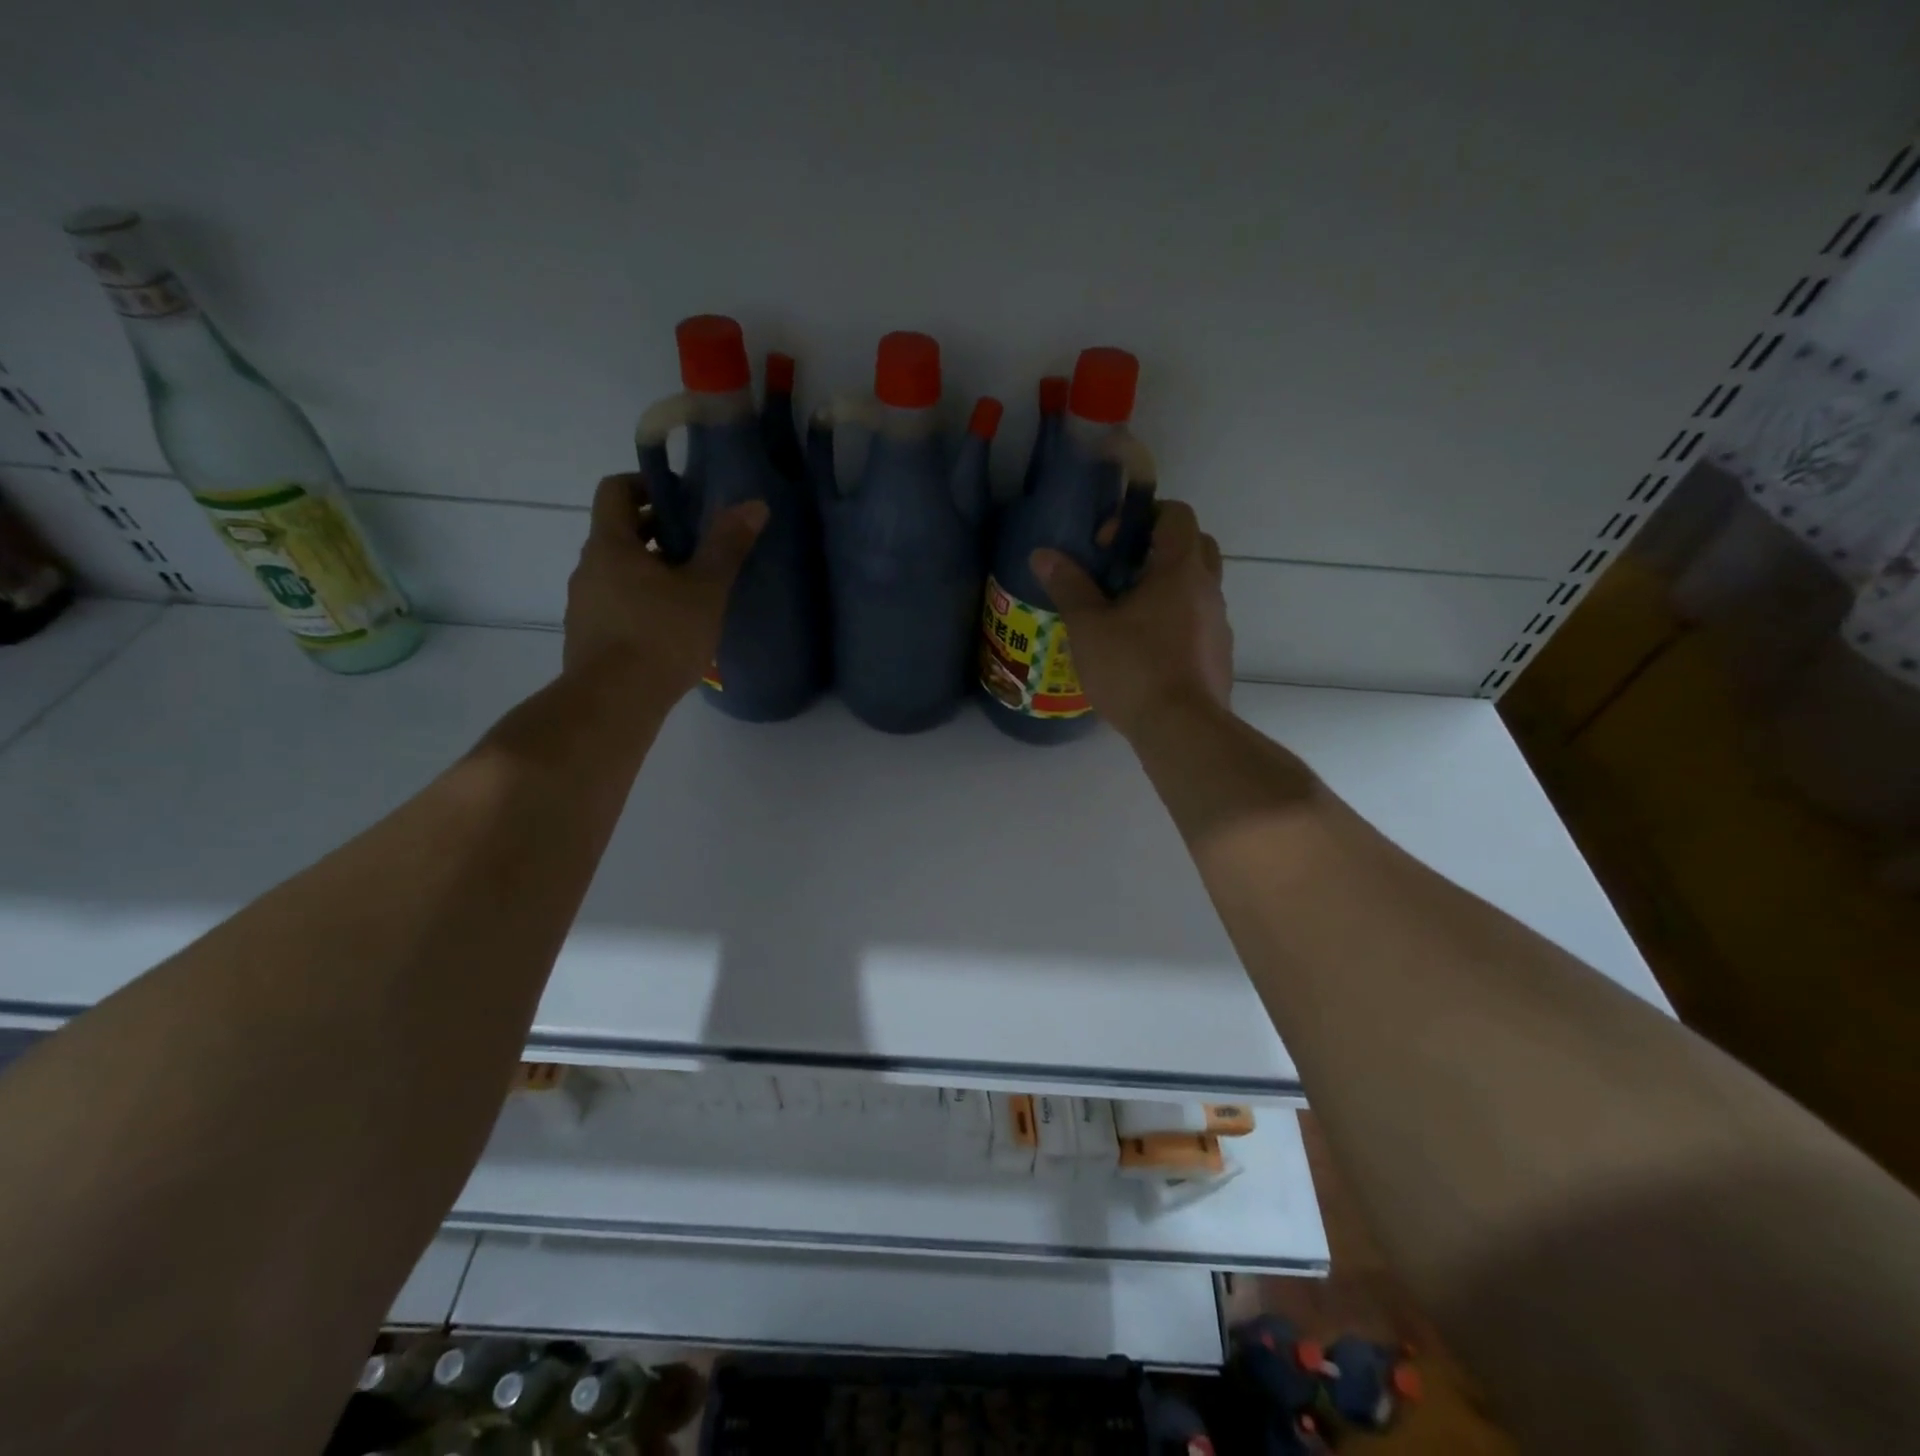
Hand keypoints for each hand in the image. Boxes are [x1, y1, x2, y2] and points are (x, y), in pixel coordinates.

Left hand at [563, 473, 766, 697]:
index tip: (682, 500)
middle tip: (698, 547)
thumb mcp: (704, 589)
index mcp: (611, 545)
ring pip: (618, 571)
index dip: (647, 486)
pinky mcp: (587, 636)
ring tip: (690, 592)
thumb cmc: (661, 636)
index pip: (616, 490)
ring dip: (650, 570)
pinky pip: (615, 603)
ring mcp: (584, 604)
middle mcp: (588, 567)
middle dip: (657, 532)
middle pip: (618, 532)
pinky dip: (640, 602)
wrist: (614, 702)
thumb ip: (727, 546)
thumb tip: (753, 504)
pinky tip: (670, 628)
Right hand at [1032, 500, 1232, 739]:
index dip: (1142, 517)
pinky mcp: (1219, 656)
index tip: (1109, 545)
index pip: (1176, 515)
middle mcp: (1208, 589)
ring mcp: (1219, 624)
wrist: (1182, 729)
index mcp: (1181, 569)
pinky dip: (1175, 622)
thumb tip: (1043, 554)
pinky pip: (1198, 623)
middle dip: (1159, 549)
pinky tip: (1145, 652)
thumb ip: (1068, 585)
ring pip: (1198, 588)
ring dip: (1167, 589)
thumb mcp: (1088, 626)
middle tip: (1122, 573)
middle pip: (1194, 546)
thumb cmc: (1133, 668)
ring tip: (1127, 617)